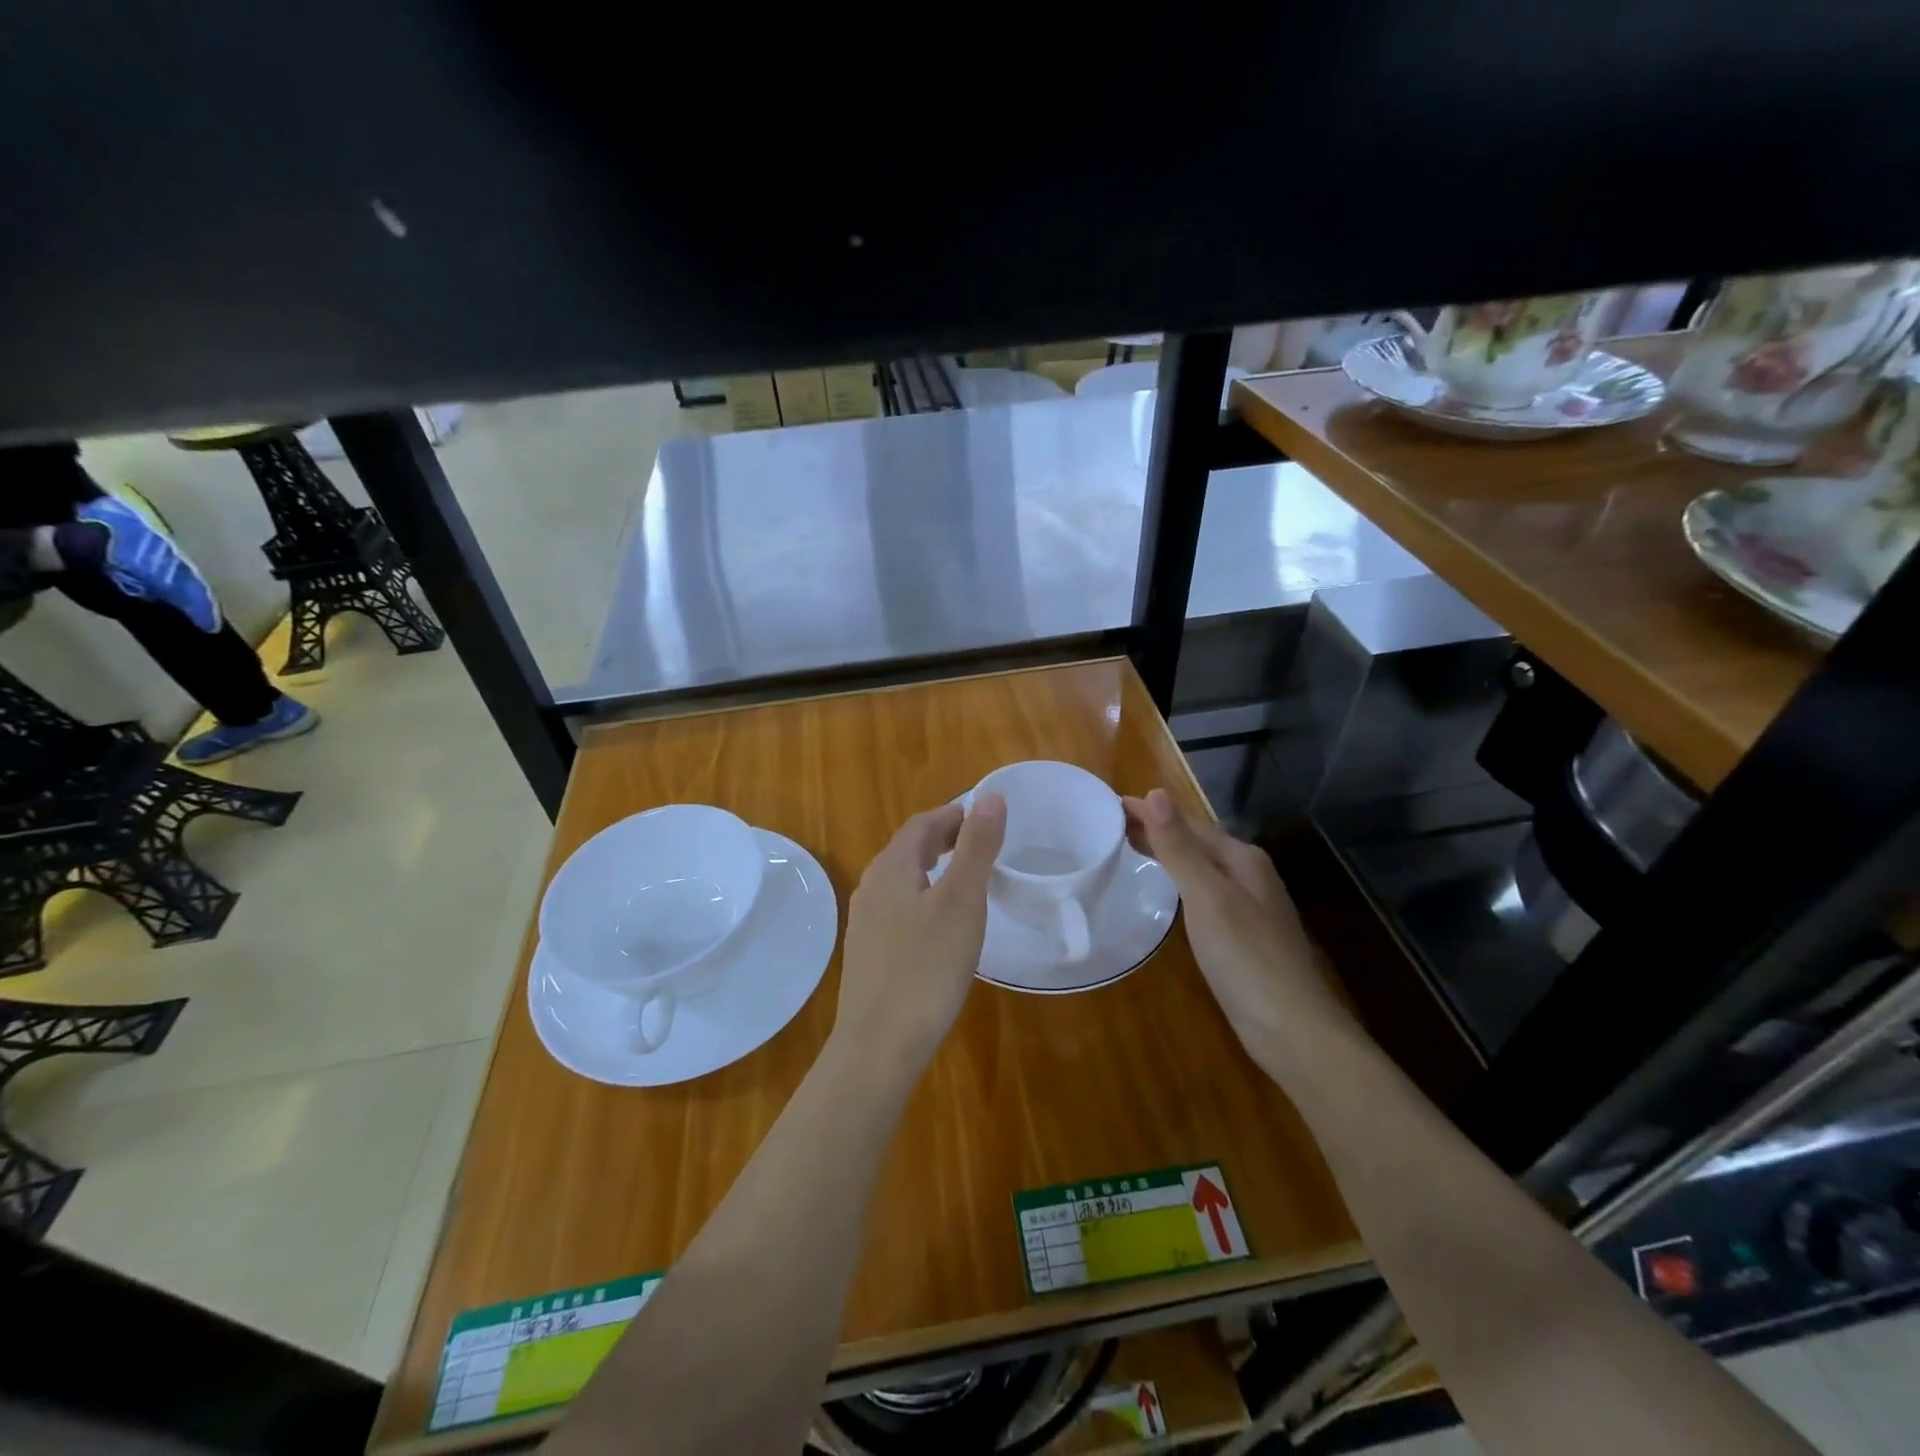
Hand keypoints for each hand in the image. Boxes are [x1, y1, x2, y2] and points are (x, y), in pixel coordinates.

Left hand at [833, 793, 1007, 1067]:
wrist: (879, 1045)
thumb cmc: (927, 967)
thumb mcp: (962, 901)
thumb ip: (976, 847)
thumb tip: (990, 795)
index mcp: (891, 868)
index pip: (922, 823)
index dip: (954, 814)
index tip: (985, 816)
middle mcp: (872, 887)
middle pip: (909, 848)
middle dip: (944, 838)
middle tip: (981, 842)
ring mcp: (866, 922)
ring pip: (903, 879)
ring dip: (934, 868)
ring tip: (967, 878)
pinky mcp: (870, 952)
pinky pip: (899, 907)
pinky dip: (925, 897)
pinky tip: (942, 923)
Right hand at [1123, 789, 1348, 1067]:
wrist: (1293, 1030)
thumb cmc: (1246, 958)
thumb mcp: (1207, 897)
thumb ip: (1180, 848)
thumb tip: (1156, 792)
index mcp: (1242, 860)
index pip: (1188, 823)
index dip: (1150, 811)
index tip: (1110, 803)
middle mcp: (1249, 876)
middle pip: (1196, 843)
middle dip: (1157, 829)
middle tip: (1110, 824)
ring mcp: (1248, 907)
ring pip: (1199, 868)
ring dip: (1167, 854)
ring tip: (1129, 849)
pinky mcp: (1242, 936)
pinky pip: (1202, 893)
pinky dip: (1177, 882)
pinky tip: (1166, 894)